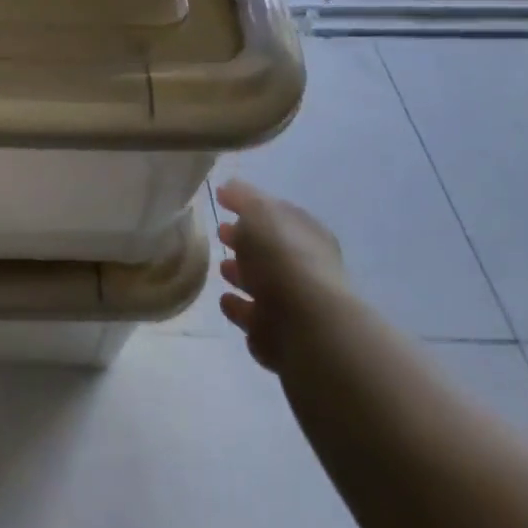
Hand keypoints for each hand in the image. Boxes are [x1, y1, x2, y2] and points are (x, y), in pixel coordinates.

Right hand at [215, 174, 349, 371]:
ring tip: (220, 268)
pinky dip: (241, 310)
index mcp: (307, 235)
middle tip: (220, 233)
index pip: (278, 214)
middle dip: (246, 242)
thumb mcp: (259, 211)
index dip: (252, 207)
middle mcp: (307, 269)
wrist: (305, 327)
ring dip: (242, 277)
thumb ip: (243, 197)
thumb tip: (230, 189)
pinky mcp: (282, 339)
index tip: (223, 203)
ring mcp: (296, 306)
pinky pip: (255, 319)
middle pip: (271, 251)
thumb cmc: (282, 257)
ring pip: (263, 286)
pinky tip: (226, 302)